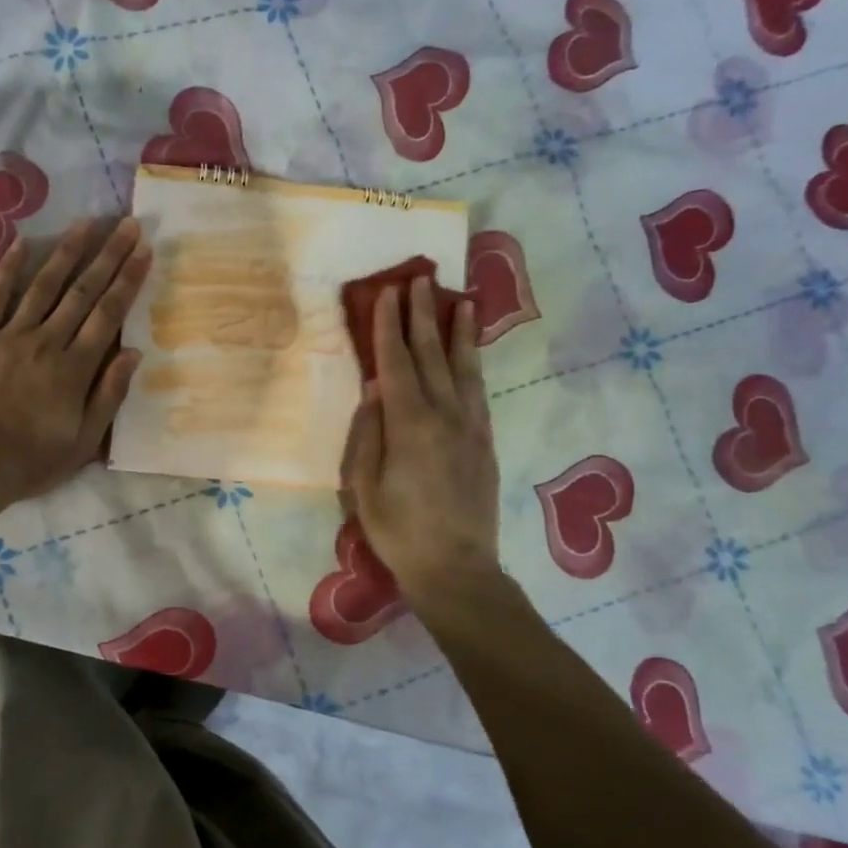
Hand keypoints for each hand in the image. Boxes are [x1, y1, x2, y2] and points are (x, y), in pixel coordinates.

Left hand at [0, 216, 151, 503]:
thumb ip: (109, 395)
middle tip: (127, 224)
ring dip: (67, 252)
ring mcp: (9, 337)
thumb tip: (133, 352)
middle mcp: (46, 342)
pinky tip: (22, 244)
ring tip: (87, 222)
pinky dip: (8, 270)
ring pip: (43, 286)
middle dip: (108, 256)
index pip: (108, 315)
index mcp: (75, 369)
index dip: (128, 280)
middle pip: (82, 292)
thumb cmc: (31, 462)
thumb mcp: (84, 442)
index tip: (144, 250)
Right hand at [341, 276, 501, 608]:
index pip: (396, 363)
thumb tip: (375, 387)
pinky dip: (473, 364)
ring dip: (458, 332)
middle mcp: (444, 415)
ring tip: (460, 301)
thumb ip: (368, 431)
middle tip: (420, 280)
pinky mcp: (485, 442)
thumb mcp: (363, 485)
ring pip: (464, 368)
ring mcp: (470, 427)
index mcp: (409, 424)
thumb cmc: (397, 529)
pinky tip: (470, 352)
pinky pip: (478, 391)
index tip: (387, 292)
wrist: (456, 567)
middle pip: (432, 355)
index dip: (389, 326)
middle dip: (423, 316)